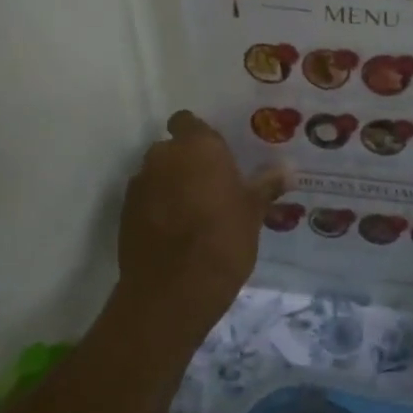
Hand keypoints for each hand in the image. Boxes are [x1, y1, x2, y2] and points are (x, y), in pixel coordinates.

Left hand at [117, 111, 284, 335]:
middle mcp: (163, 156)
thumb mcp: (253, 213)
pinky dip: (157, 208)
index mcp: (197, 147)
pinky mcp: (124, 213)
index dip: (200, 137)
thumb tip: (288, 169)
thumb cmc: (223, 240)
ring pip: (158, 175)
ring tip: (194, 214)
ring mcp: (139, 184)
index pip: (189, 122)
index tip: (217, 157)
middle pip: (173, 149)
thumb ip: (266, 186)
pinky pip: (146, 199)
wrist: (173, 290)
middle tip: (212, 188)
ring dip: (171, 186)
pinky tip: (175, 233)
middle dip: (187, 163)